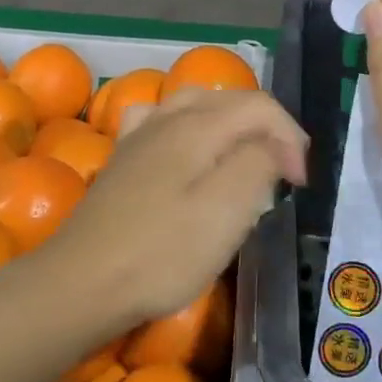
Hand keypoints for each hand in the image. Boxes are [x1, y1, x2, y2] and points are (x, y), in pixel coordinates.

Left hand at [48, 87, 307, 327]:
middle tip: (283, 174)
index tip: (299, 185)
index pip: (260, 106)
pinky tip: (185, 151)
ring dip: (229, 124)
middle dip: (266, 129)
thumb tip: (276, 145)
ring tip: (243, 159)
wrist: (83, 281)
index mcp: (198, 125)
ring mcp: (139, 135)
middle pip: (229, 100)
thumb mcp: (226, 212)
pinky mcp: (122, 158)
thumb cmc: (161, 252)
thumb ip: (258, 164)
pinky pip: (161, 121)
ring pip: (195, 104)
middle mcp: (167, 117)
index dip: (290, 138)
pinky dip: (187, 127)